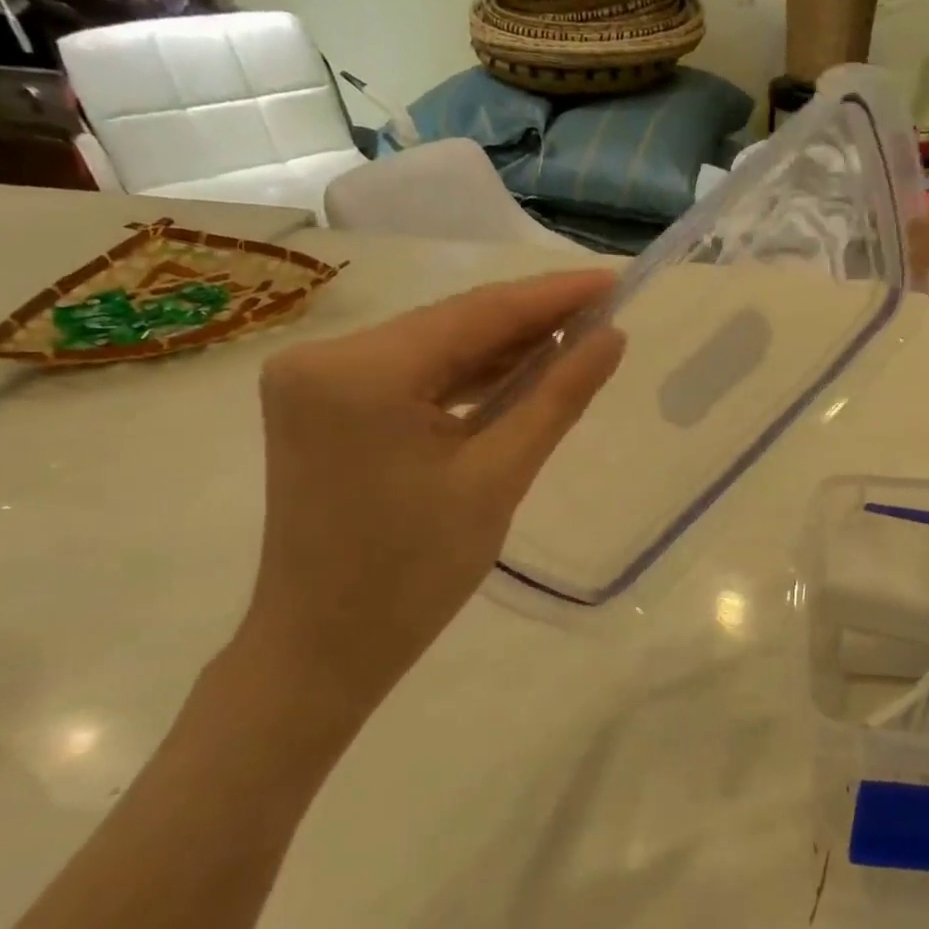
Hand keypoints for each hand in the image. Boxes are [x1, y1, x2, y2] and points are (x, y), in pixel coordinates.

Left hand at [235, 271, 623, 724]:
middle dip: (531, 319)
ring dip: (502, 346)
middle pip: (452, 325)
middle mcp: (325, 357)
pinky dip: (467, 374)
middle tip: (605, 310)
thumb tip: (611, 337)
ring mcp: (315, 380)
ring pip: (434, 347)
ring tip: (577, 337)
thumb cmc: (415, 574)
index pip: (477, 314)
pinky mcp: (322, 404)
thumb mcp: (499, 478)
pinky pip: (411, 374)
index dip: (553, 295)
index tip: (614, 280)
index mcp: (361, 373)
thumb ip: (558, 397)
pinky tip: (520, 370)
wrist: (324, 648)